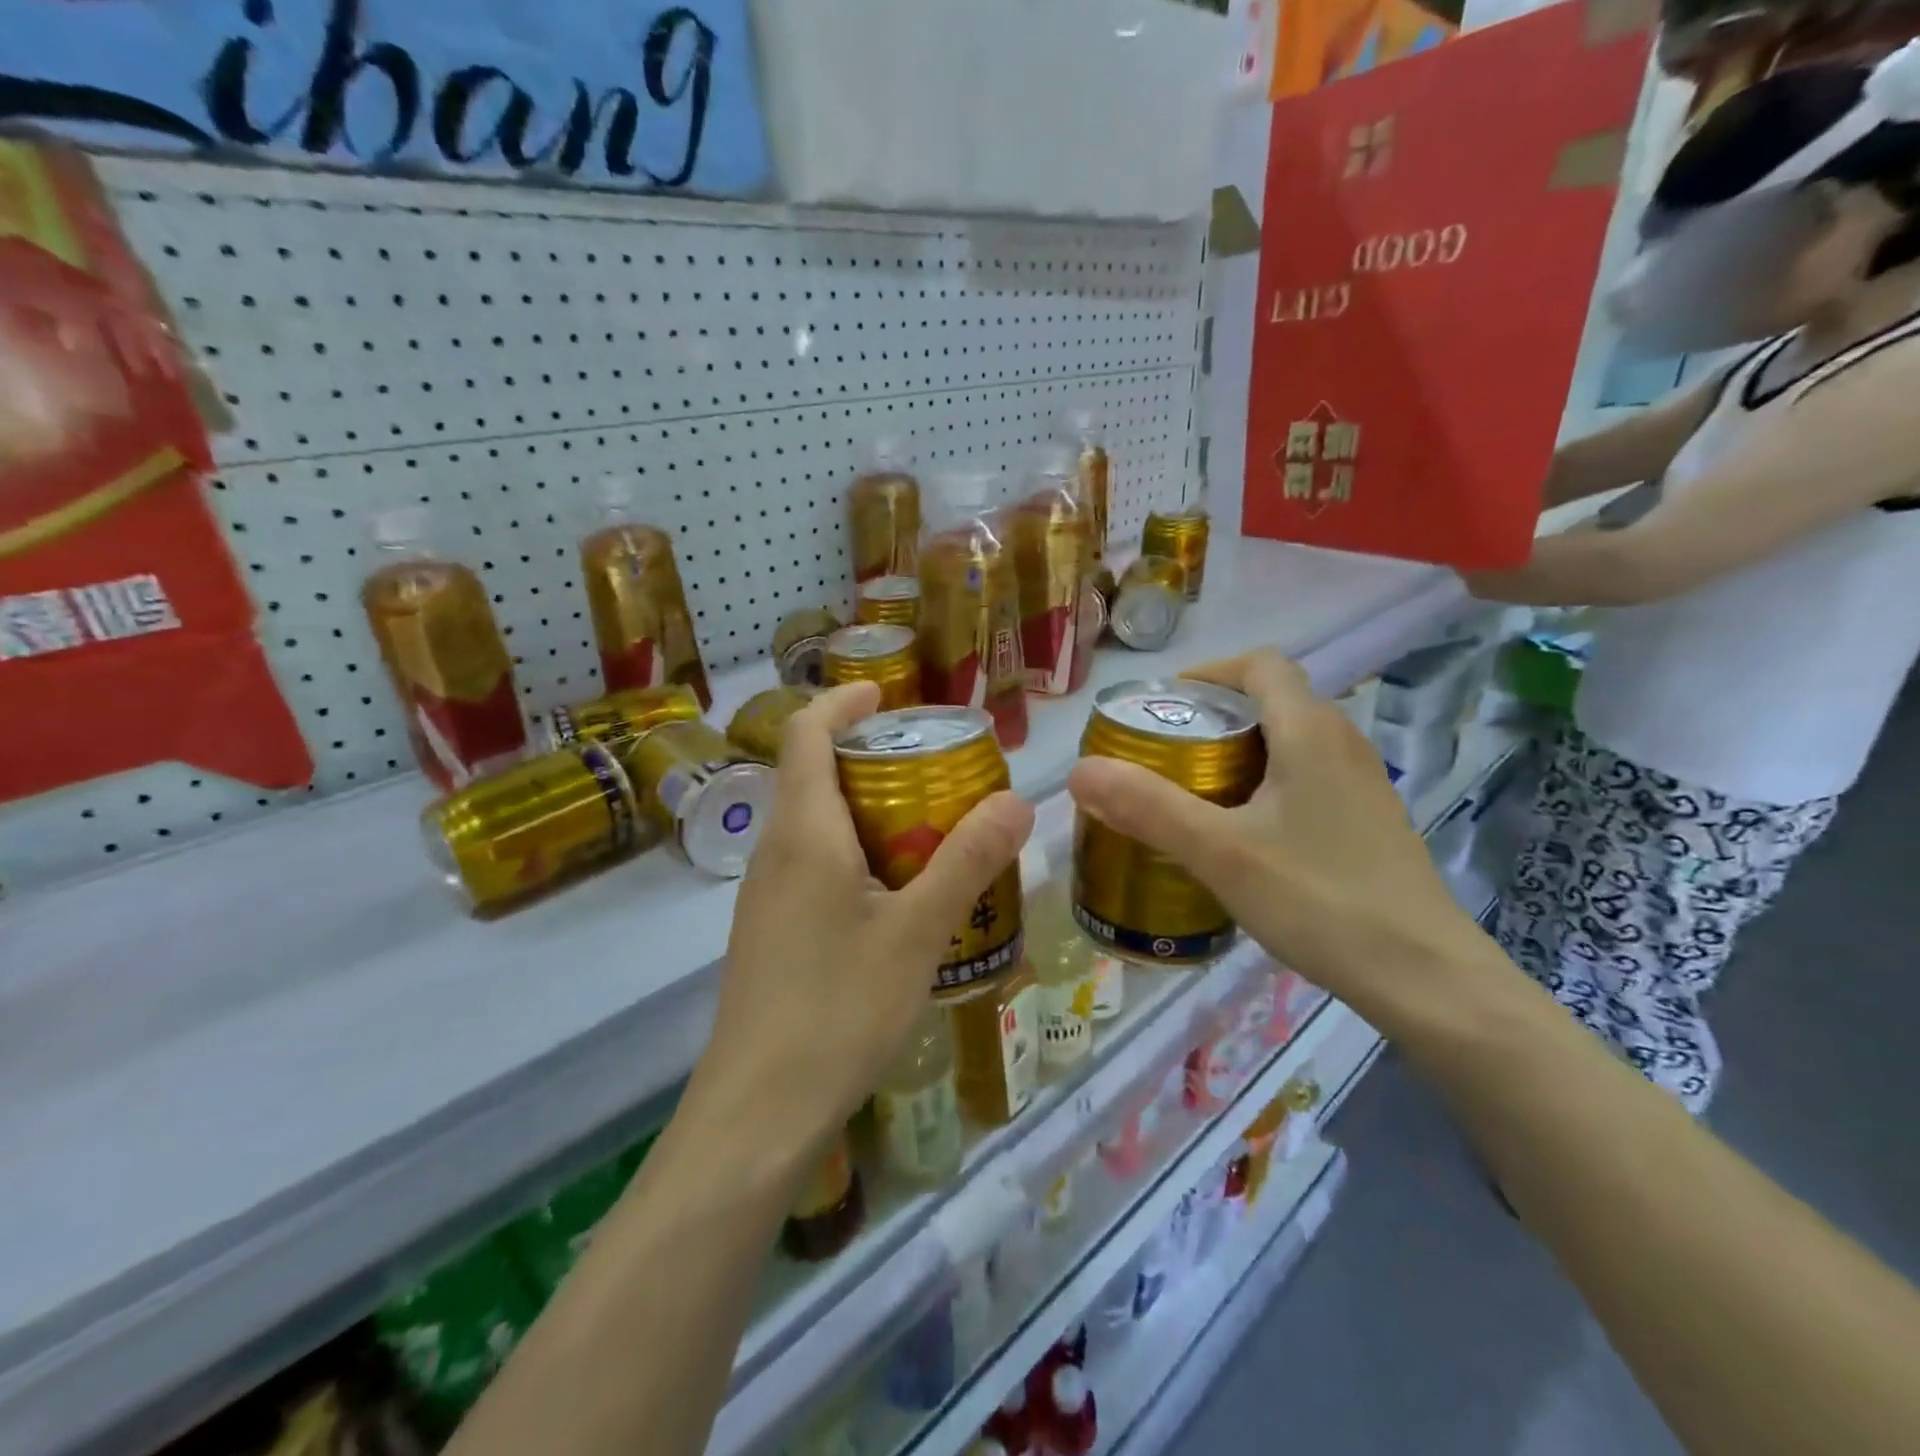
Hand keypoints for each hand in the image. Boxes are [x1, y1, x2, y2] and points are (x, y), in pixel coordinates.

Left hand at [699, 681, 1033, 1143]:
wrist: (758, 1111)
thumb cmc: (838, 1008)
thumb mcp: (918, 932)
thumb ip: (968, 861)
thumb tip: (1020, 800)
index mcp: (804, 832)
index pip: (805, 733)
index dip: (842, 702)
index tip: (886, 694)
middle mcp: (775, 852)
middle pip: (811, 774)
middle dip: (867, 756)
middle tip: (933, 767)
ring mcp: (765, 895)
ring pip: (812, 824)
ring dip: (863, 808)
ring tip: (927, 826)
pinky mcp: (770, 932)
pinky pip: (811, 866)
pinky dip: (854, 853)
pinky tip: (896, 895)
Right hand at [1066, 651, 1496, 1024]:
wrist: (1426, 977)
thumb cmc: (1320, 900)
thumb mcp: (1220, 853)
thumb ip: (1147, 808)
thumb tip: (1079, 771)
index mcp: (1310, 731)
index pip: (1260, 666)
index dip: (1209, 673)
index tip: (1165, 707)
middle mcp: (1343, 743)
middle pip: (1272, 701)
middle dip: (1214, 716)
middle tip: (1165, 755)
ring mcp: (1363, 783)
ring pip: (1291, 742)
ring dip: (1240, 752)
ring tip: (1194, 792)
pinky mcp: (1369, 821)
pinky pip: (1308, 777)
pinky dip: (1267, 784)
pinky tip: (1244, 835)